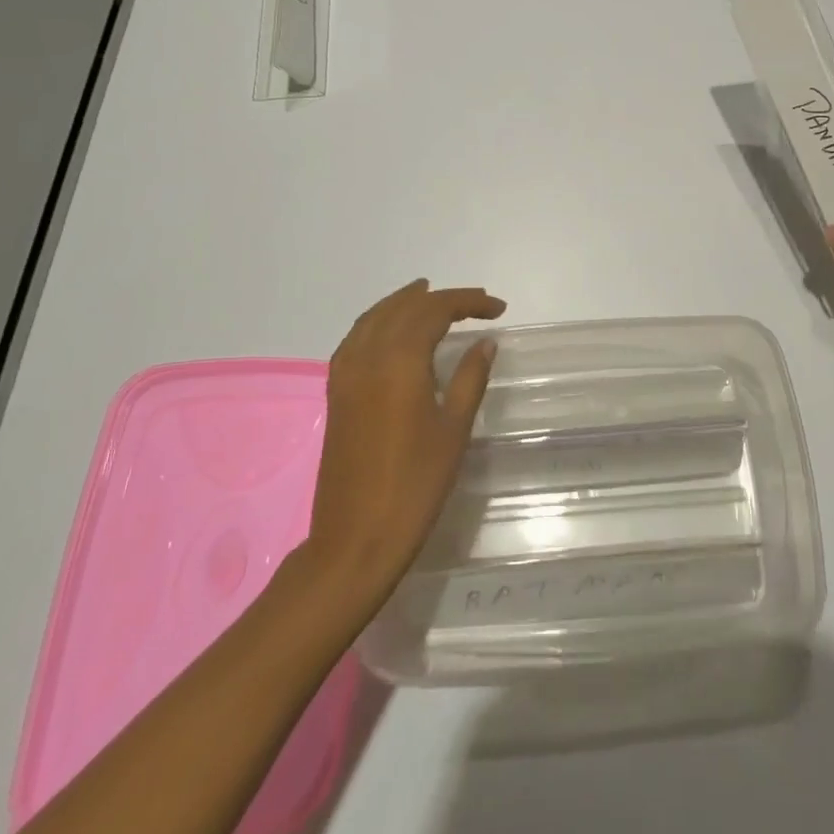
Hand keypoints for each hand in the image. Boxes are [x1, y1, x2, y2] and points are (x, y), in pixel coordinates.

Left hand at [305, 280, 505, 596]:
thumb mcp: (453, 429)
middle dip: (440, 298)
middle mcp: (368, 357)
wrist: (356, 539)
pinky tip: (389, 331)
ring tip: (427, 295)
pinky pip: (355, 339)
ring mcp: (346, 375)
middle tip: (474, 302)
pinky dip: (377, 323)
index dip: (468, 302)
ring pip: (374, 318)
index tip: (498, 308)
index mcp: (399, 362)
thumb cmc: (415, 485)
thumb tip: (485, 341)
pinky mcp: (336, 394)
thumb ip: (469, 377)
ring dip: (403, 303)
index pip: (434, 311)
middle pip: (404, 308)